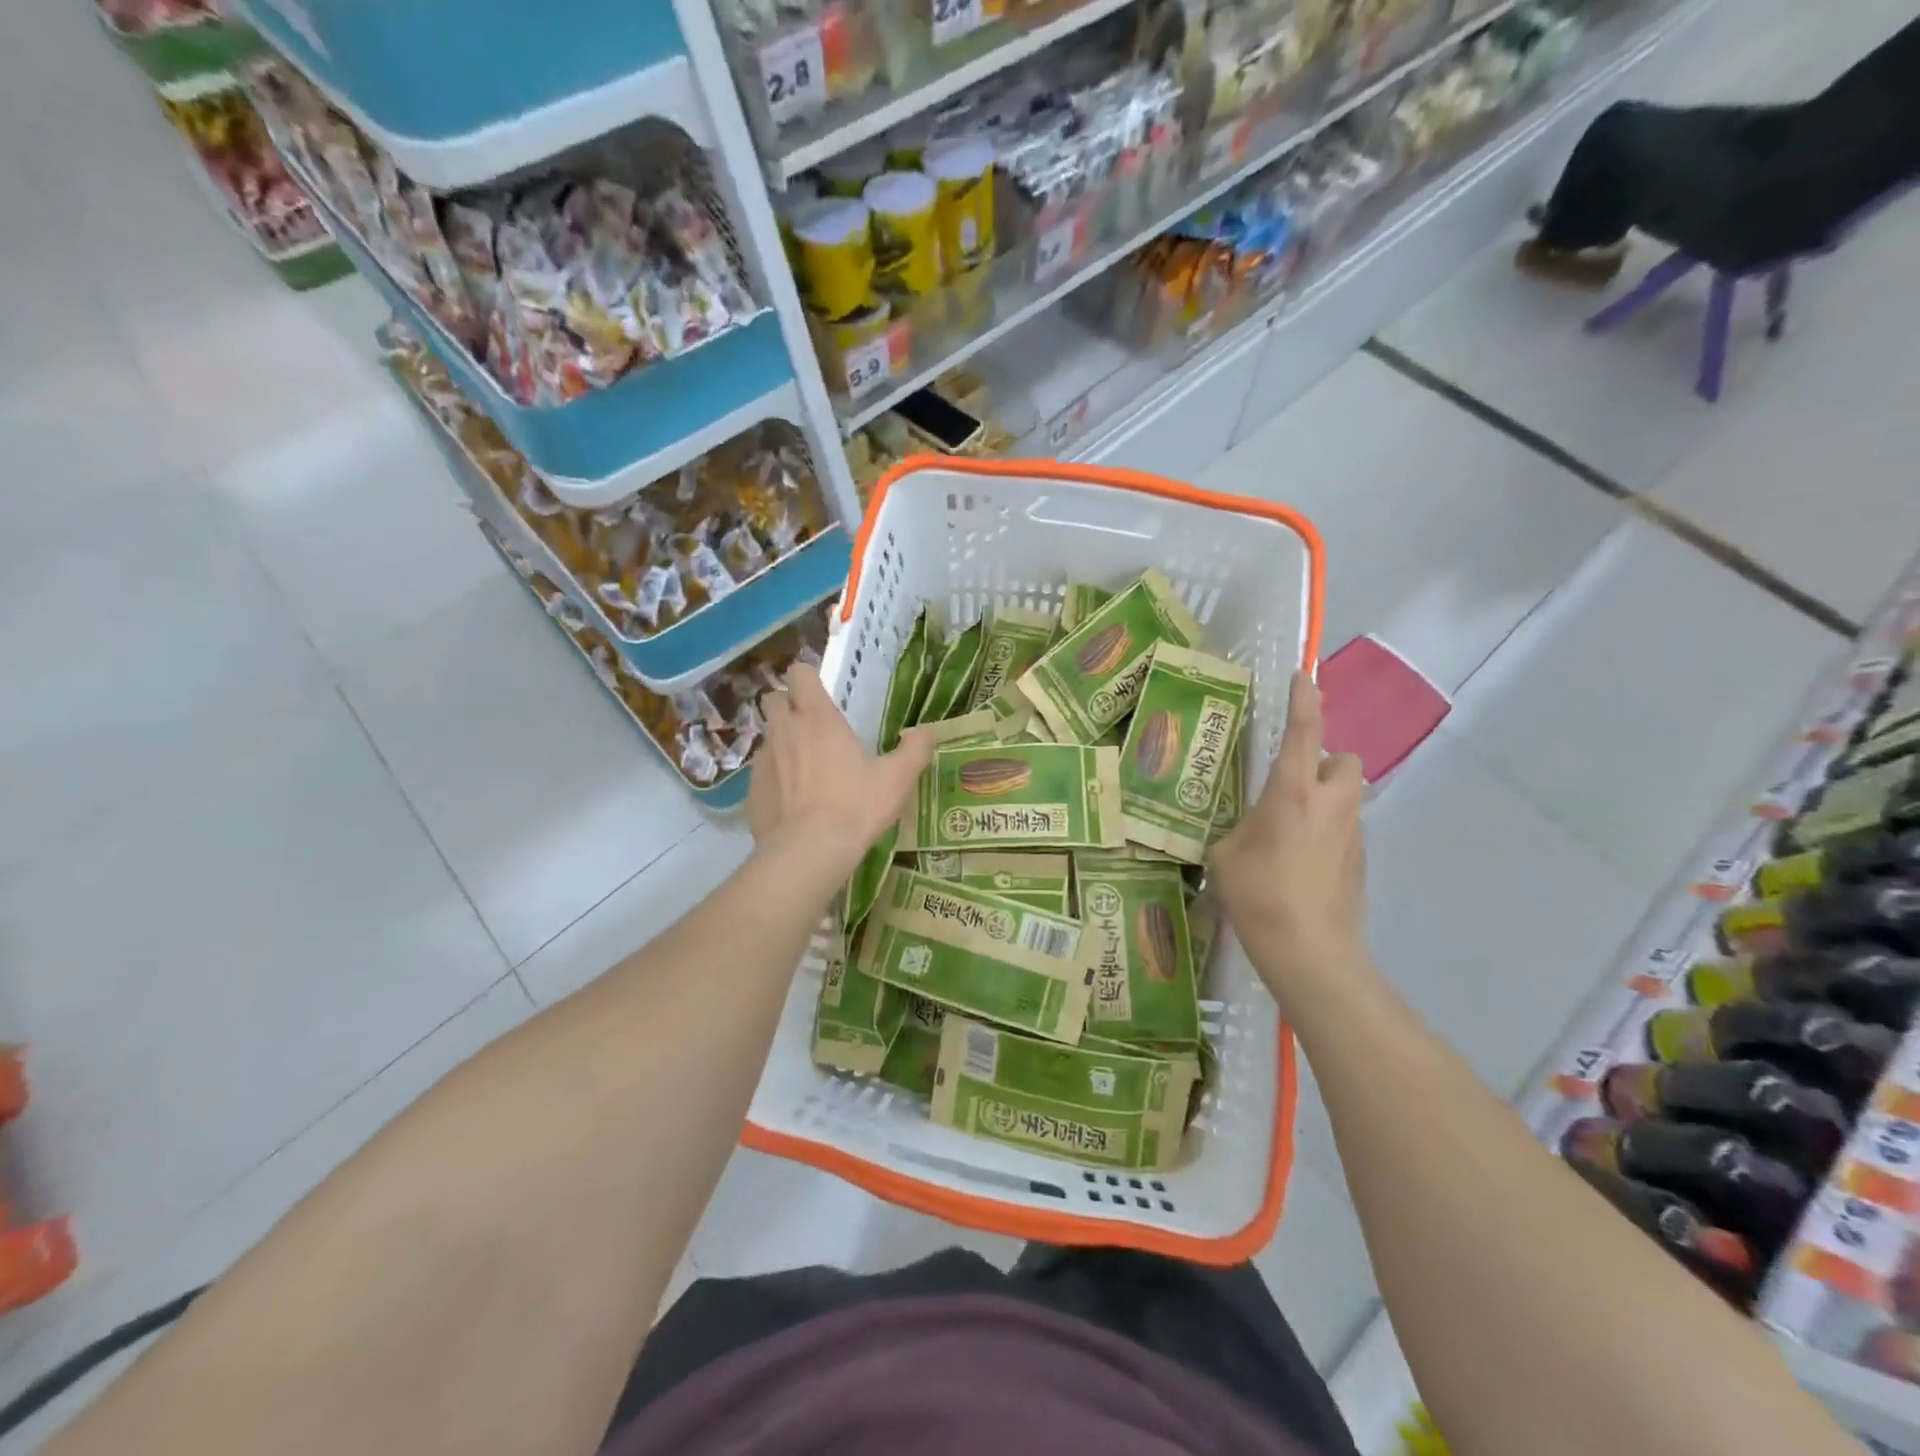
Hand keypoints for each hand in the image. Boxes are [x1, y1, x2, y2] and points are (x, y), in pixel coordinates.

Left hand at [746, 664, 934, 877]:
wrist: (809, 852)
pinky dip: (775, 779)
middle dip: (789, 706)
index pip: (799, 674)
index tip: (823, 694)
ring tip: (806, 769)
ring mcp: (764, 760)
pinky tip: (793, 803)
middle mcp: (785, 731)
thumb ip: (915, 750)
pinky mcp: (752, 791)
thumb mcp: (897, 779)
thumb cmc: (856, 806)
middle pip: (774, 700)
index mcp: (818, 718)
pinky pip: (762, 773)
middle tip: (813, 729)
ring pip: (768, 737)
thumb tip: (925, 731)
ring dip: (783, 743)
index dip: (808, 679)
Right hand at [1209, 670, 1366, 999]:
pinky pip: (1346, 829)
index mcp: (1293, 792)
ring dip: (1326, 798)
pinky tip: (1301, 863)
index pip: (1304, 732)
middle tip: (1293, 783)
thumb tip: (1241, 829)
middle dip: (1325, 761)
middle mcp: (1331, 803)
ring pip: (1348, 796)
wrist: (1309, 951)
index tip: (1303, 677)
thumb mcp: (1224, 855)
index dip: (1304, 700)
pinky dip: (1328, 832)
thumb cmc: (1258, 895)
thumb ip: (1236, 829)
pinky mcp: (1361, 861)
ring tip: (1291, 827)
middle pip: (1345, 759)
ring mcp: (1353, 833)